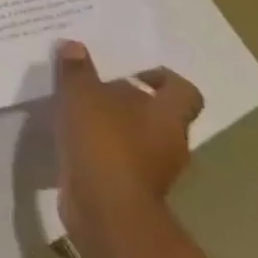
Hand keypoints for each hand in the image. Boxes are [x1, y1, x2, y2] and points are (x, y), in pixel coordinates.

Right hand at [52, 40, 203, 253]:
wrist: (106, 211)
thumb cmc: (103, 144)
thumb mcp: (81, 96)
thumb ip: (77, 70)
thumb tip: (74, 46)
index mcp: (168, 117)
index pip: (183, 91)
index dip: (163, 78)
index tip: (132, 72)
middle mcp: (170, 142)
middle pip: (158, 114)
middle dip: (127, 100)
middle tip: (94, 87)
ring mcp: (154, 170)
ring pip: (138, 138)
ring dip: (113, 125)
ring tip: (77, 112)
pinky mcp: (132, 188)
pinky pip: (120, 158)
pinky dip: (102, 148)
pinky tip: (74, 140)